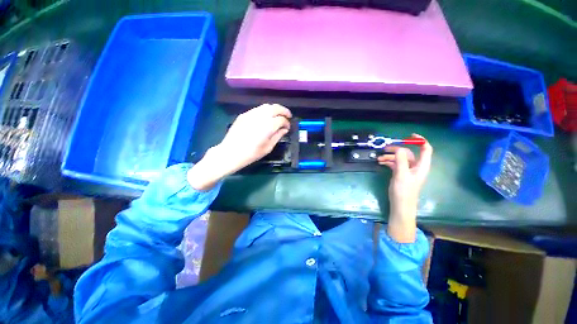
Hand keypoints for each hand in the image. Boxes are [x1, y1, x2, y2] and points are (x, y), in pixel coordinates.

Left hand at [188, 104, 291, 190]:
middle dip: (284, 110)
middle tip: (288, 115)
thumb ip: (277, 136)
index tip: (288, 128)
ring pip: (266, 106)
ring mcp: (251, 114)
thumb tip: (284, 129)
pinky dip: (265, 111)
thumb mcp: (268, 148)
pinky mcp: (244, 115)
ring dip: (274, 109)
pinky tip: (266, 117)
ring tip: (278, 115)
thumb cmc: (251, 154)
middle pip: (275, 108)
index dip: (286, 123)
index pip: (281, 119)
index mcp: (268, 127)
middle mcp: (260, 117)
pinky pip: (257, 109)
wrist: (230, 152)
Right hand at [378, 134, 432, 242]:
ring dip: (389, 157)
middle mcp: (415, 166)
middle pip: (407, 153)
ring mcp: (407, 170)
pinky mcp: (400, 174)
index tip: (409, 136)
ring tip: (379, 158)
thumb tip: (399, 147)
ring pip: (399, 158)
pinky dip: (388, 162)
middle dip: (396, 149)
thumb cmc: (404, 191)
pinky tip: (380, 162)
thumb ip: (400, 160)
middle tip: (384, 148)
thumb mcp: (402, 174)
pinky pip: (394, 164)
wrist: (400, 205)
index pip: (425, 149)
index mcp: (421, 166)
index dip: (420, 141)